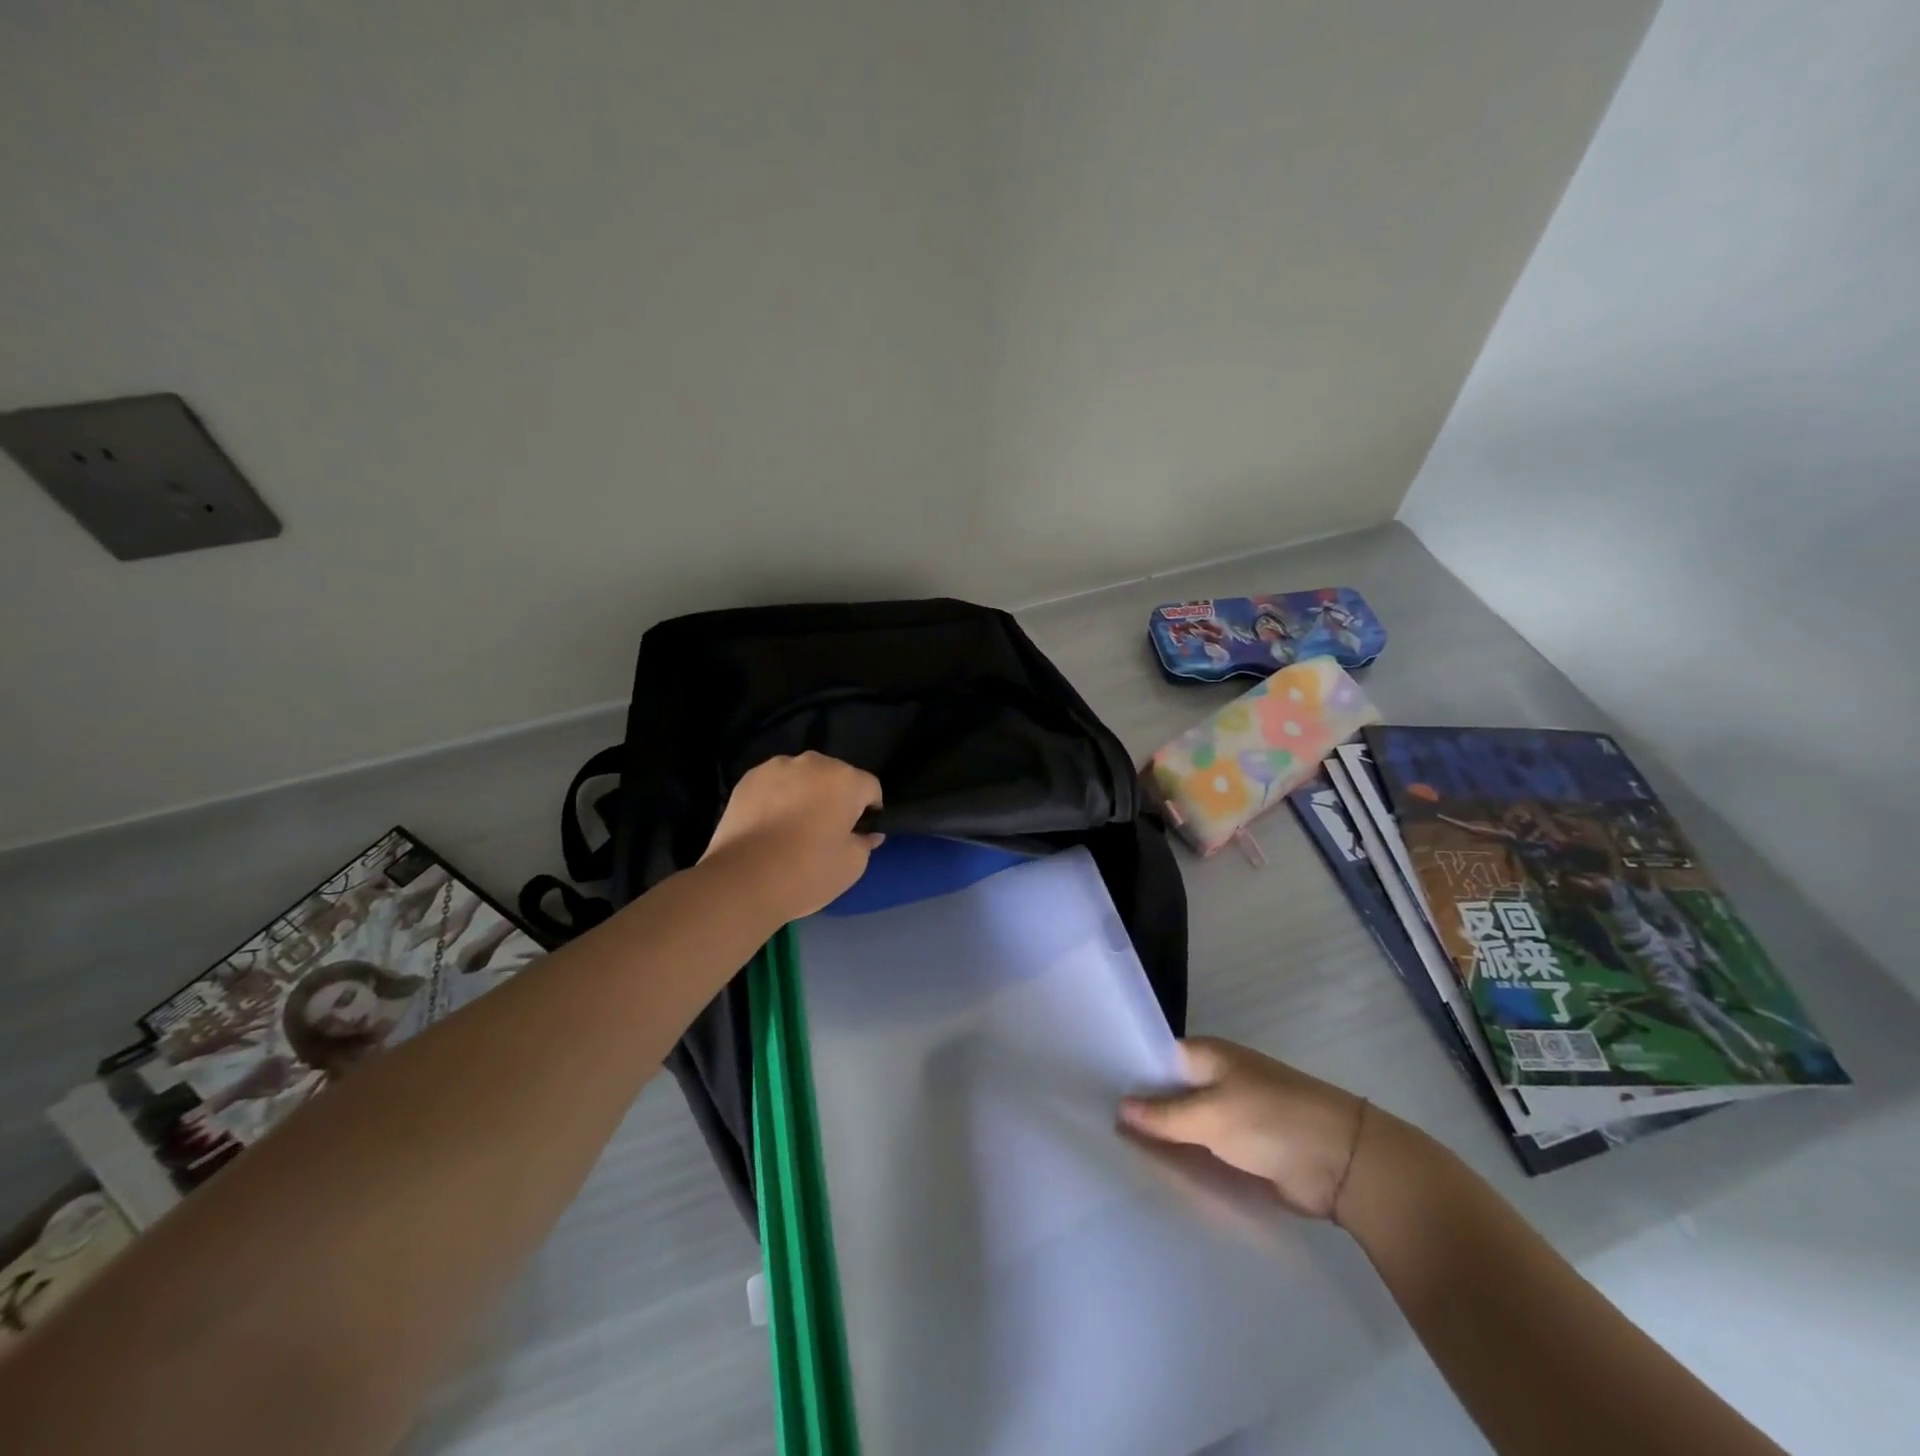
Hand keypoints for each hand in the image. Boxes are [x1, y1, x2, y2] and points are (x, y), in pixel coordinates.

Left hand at [700, 752, 884, 923]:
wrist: (742, 881)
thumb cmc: (807, 872)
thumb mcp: (852, 866)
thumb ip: (865, 842)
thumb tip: (867, 833)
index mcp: (846, 780)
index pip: (870, 789)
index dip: (868, 812)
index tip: (857, 835)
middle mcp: (813, 763)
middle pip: (835, 777)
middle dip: (835, 798)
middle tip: (825, 831)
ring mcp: (776, 767)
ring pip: (802, 777)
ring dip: (805, 794)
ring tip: (792, 828)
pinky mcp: (748, 778)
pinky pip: (774, 784)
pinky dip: (777, 797)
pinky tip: (769, 825)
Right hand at [1120, 1037, 1365, 1219]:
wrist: (1342, 1162)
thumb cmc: (1270, 1120)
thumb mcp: (1210, 1115)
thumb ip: (1163, 1115)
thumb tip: (1119, 1107)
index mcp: (1205, 1055)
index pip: (1154, 1058)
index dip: (1126, 1073)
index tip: (1091, 1094)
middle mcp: (1214, 1079)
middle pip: (1167, 1094)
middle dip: (1140, 1113)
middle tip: (1096, 1133)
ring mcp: (1230, 1114)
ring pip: (1184, 1126)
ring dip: (1162, 1141)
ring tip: (1114, 1159)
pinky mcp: (1243, 1148)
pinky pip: (1204, 1151)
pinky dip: (1186, 1161)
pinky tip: (1155, 1177)